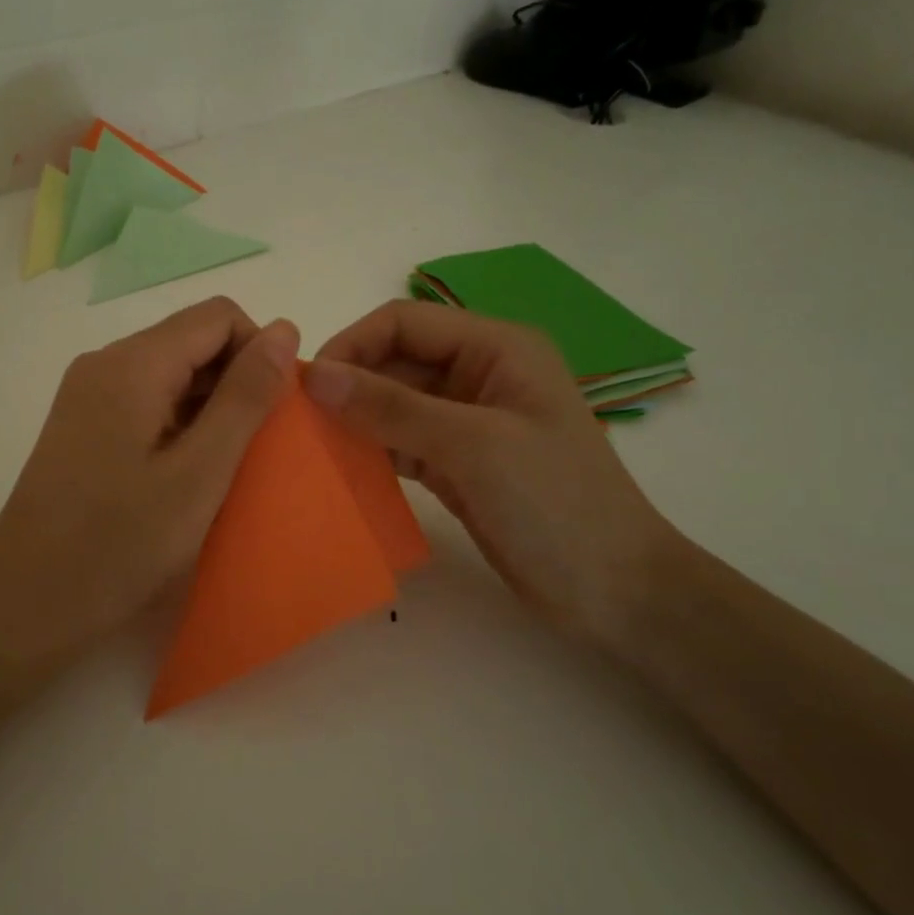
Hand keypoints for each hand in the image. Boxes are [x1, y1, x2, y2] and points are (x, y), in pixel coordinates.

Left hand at [0, 298, 299, 667]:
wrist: (24, 605)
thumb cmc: (118, 544)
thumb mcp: (199, 472)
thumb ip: (245, 398)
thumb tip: (283, 329)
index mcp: (132, 363)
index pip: (218, 316)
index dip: (259, 355)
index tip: (274, 417)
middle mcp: (105, 365)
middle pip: (192, 342)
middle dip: (236, 384)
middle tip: (255, 453)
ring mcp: (87, 397)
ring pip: (170, 376)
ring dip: (210, 411)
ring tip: (224, 472)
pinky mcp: (82, 429)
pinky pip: (146, 406)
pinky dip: (179, 429)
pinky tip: (187, 479)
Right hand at [307, 300, 673, 640]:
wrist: (613, 590)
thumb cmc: (555, 503)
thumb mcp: (473, 445)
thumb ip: (392, 407)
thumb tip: (315, 376)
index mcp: (496, 348)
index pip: (404, 323)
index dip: (352, 345)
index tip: (307, 388)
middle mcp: (479, 375)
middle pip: (395, 362)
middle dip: (349, 386)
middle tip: (299, 425)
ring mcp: (467, 423)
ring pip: (393, 405)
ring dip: (355, 421)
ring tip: (311, 449)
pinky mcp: (457, 464)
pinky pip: (401, 443)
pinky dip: (372, 452)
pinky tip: (341, 471)